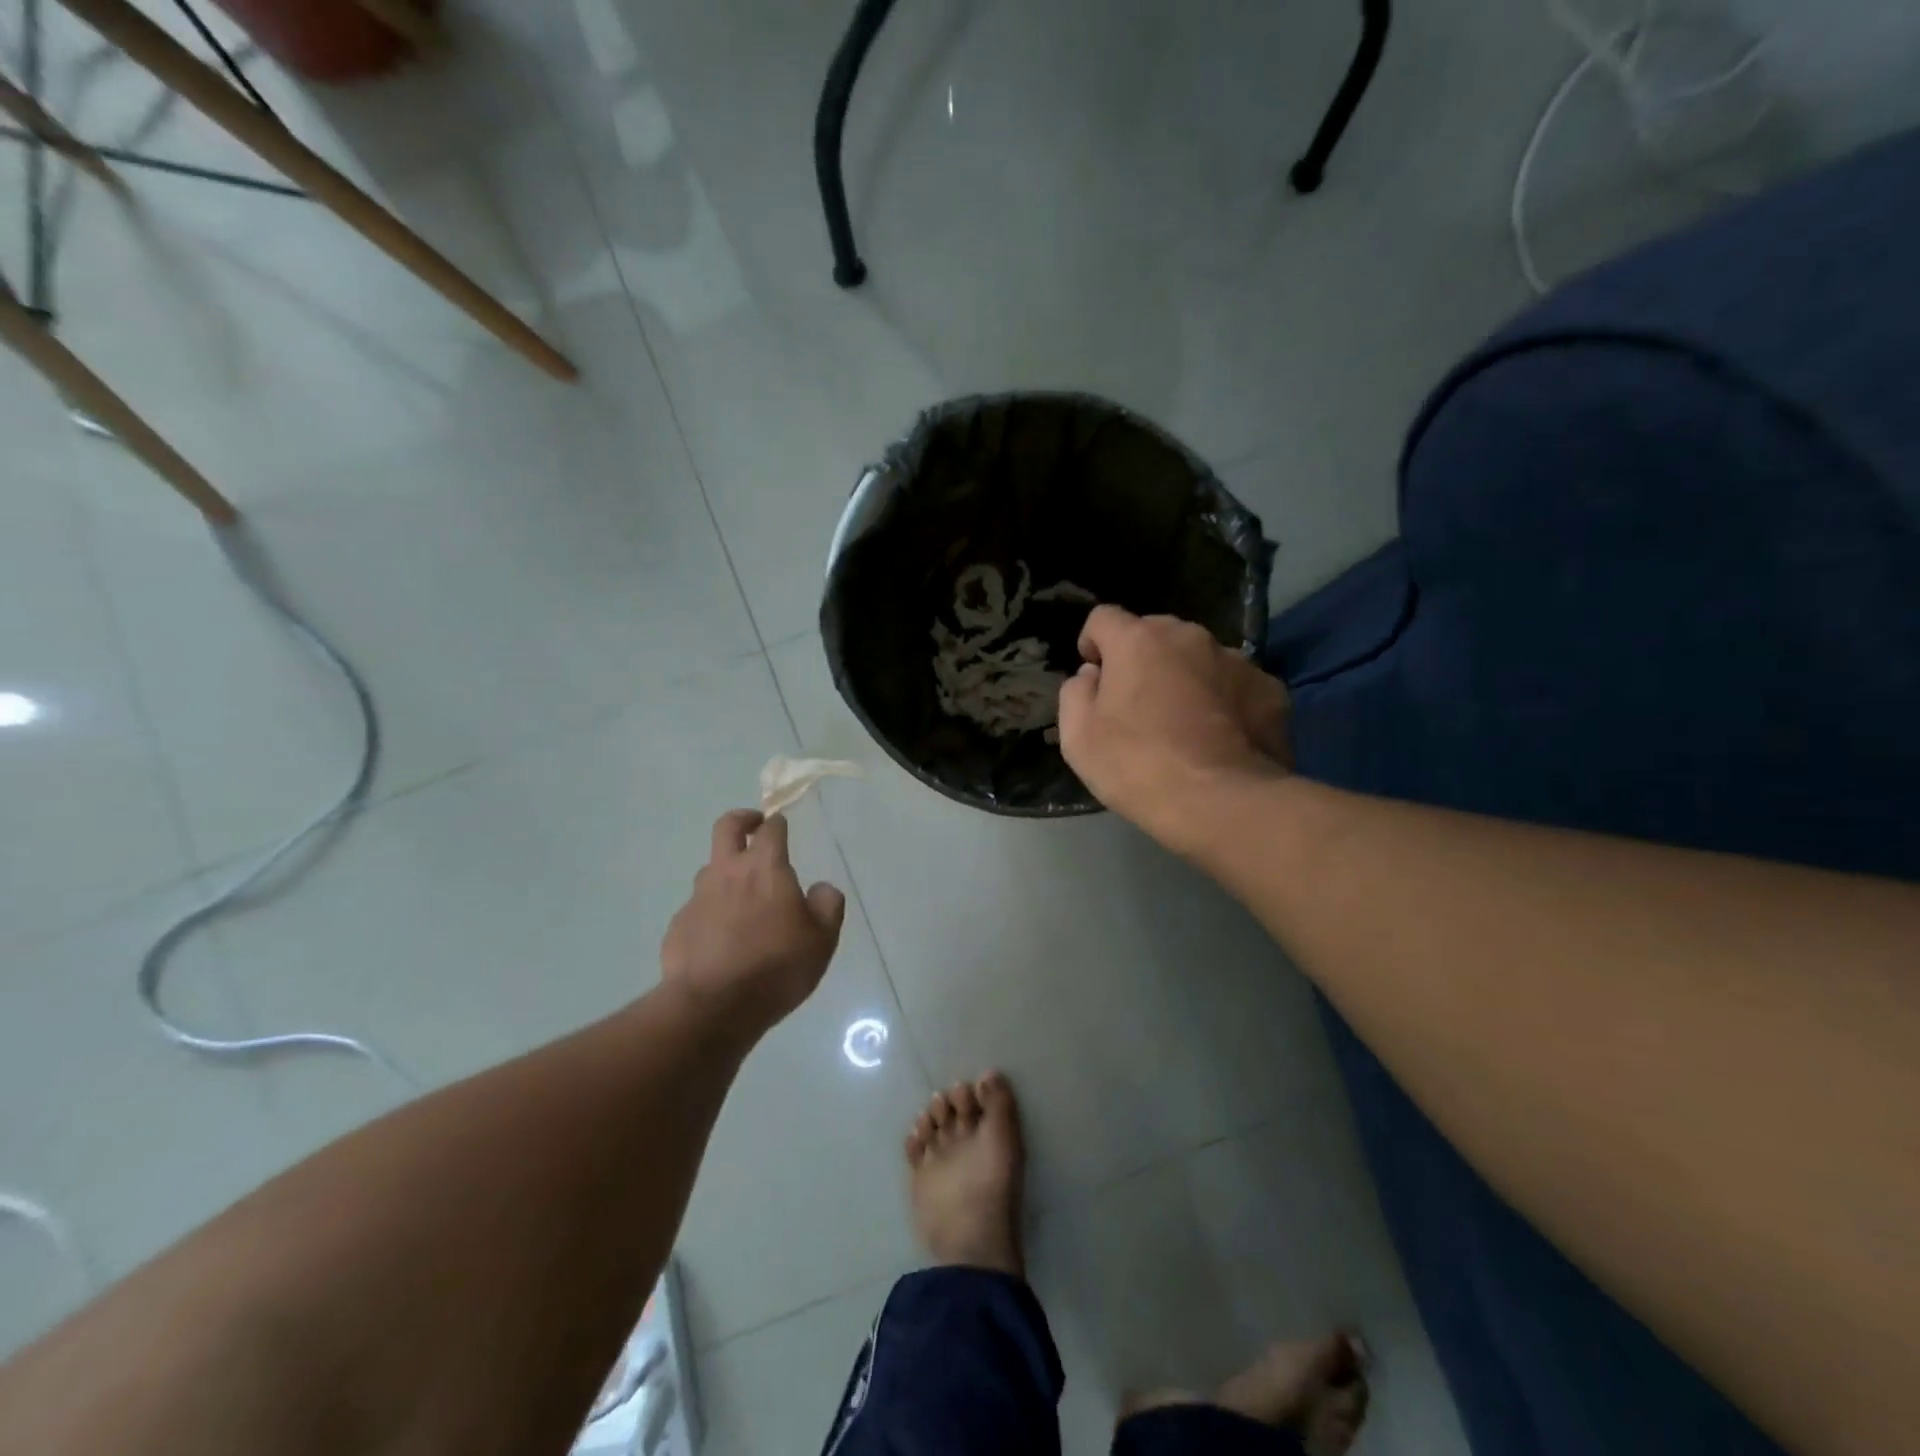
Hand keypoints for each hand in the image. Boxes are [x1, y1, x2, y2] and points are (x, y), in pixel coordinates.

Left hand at [661, 811, 846, 1035]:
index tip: (782, 824)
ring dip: (726, 871)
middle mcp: (727, 872)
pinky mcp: (678, 926)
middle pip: (727, 827)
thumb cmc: (776, 967)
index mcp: (765, 868)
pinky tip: (722, 939)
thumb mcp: (822, 940)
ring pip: (710, 869)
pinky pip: (698, 908)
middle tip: (754, 826)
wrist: (712, 1007)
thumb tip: (821, 889)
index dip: (778, 823)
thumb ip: (827, 905)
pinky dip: (712, 912)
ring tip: (743, 897)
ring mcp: (698, 898)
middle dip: (742, 819)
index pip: (771, 829)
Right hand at [1057, 606, 1291, 851]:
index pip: (1104, 618)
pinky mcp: (1271, 690)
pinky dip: (1224, 702)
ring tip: (1184, 724)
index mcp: (1138, 640)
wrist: (1222, 803)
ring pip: (1199, 658)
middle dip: (1142, 659)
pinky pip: (1236, 686)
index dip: (1093, 643)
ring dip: (1186, 678)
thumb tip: (1092, 675)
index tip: (1095, 675)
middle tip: (1138, 705)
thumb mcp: (1078, 737)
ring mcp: (1237, 660)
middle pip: (1156, 634)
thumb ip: (1076, 693)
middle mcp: (1190, 637)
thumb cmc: (1137, 766)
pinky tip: (1221, 738)